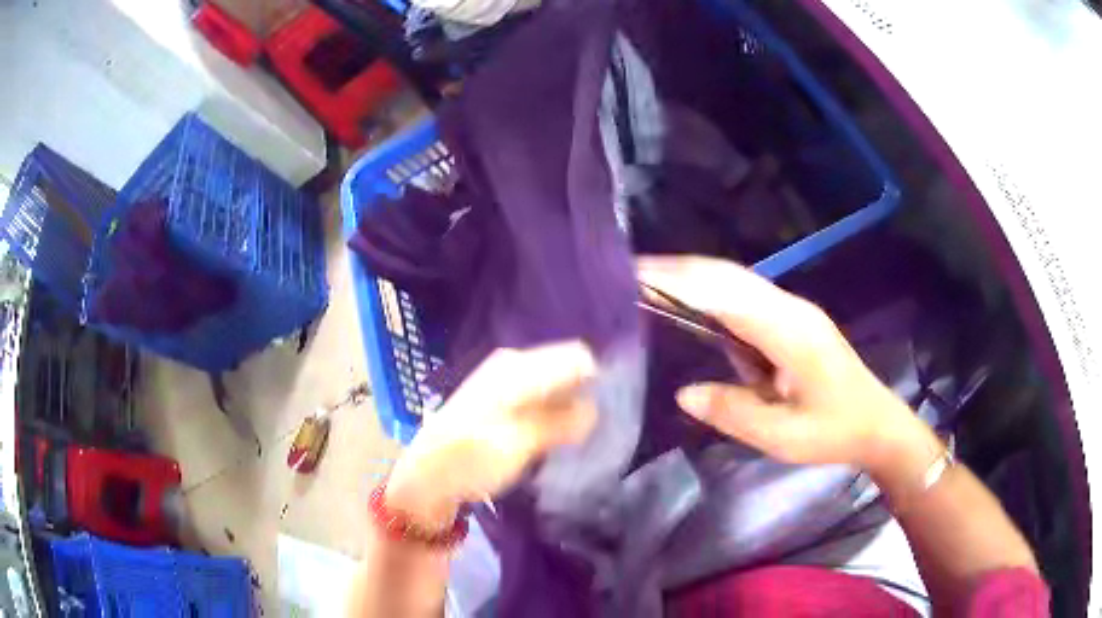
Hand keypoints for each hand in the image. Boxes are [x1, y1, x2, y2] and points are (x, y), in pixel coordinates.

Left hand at [384, 342, 597, 527]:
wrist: (427, 477)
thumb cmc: (470, 458)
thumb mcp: (520, 443)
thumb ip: (560, 423)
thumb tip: (595, 409)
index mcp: (518, 366)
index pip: (577, 357)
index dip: (595, 382)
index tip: (602, 415)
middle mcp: (514, 365)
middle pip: (567, 369)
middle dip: (583, 396)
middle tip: (590, 432)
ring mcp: (507, 382)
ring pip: (556, 386)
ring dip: (569, 408)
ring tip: (574, 439)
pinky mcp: (503, 401)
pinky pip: (543, 398)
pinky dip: (553, 415)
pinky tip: (553, 438)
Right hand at [639, 256, 927, 471]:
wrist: (877, 424)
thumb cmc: (835, 432)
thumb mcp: (783, 437)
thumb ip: (734, 412)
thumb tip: (683, 392)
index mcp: (789, 331)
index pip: (725, 292)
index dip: (678, 281)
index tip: (633, 276)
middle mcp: (789, 308)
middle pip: (727, 274)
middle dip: (677, 269)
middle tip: (628, 274)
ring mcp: (792, 310)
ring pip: (735, 281)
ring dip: (692, 277)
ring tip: (647, 283)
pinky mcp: (791, 320)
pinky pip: (744, 297)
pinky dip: (710, 294)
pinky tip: (688, 304)